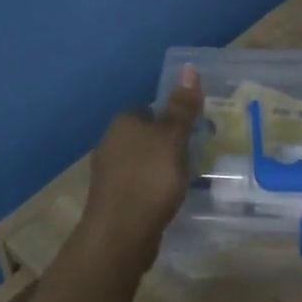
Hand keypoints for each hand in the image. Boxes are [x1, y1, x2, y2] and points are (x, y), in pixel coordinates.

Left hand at [80, 66, 202, 270]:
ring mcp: (107, 174)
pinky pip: (138, 186)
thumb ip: (182, 106)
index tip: (194, 133)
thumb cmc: (150, 177)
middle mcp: (110, 142)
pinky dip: (152, 190)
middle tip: (194, 156)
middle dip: (167, 145)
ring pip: (141, 162)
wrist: (121, 233)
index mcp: (123, 122)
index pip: (151, 110)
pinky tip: (167, 200)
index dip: (173, 120)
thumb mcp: (173, 137)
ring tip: (184, 179)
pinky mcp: (111, 200)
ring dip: (159, 168)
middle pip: (146, 136)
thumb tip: (189, 67)